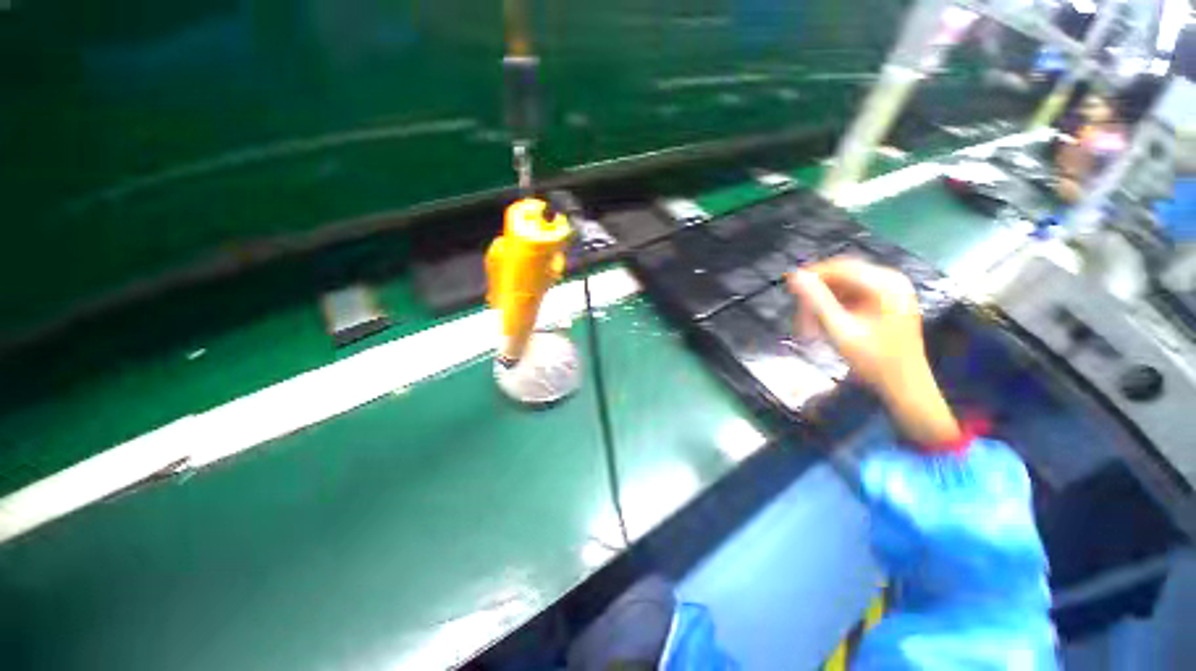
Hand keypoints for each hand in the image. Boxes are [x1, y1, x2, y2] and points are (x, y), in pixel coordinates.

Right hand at [786, 257, 960, 446]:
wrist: (904, 386)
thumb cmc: (874, 360)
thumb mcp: (840, 330)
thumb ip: (817, 301)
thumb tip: (795, 276)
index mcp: (885, 284)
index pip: (839, 267)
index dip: (811, 276)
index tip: (789, 290)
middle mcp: (890, 280)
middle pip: (841, 275)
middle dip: (817, 292)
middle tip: (799, 315)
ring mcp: (890, 291)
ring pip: (844, 285)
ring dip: (823, 301)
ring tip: (810, 324)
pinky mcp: (886, 302)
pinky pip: (852, 295)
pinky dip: (834, 307)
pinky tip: (825, 324)